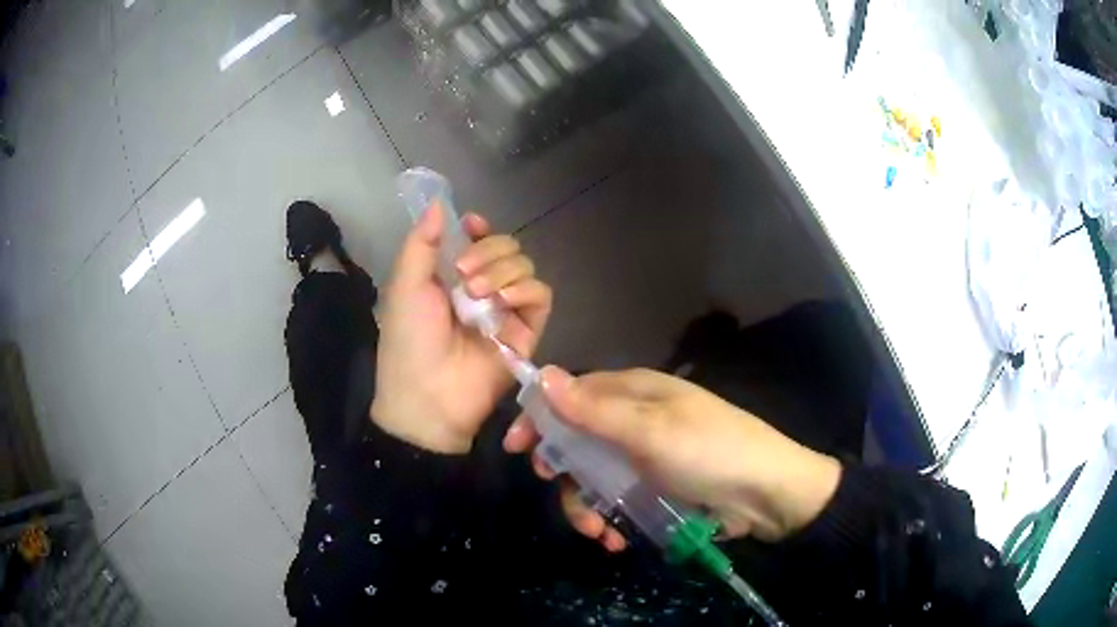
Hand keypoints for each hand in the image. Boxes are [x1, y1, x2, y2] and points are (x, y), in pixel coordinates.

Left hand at [372, 205, 551, 453]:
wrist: (428, 395)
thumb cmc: (409, 340)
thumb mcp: (405, 285)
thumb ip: (422, 243)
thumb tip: (437, 203)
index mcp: (451, 277)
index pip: (478, 240)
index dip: (479, 229)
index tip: (471, 226)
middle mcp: (482, 289)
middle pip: (506, 247)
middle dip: (488, 251)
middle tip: (463, 275)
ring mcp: (506, 310)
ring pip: (524, 266)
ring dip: (502, 271)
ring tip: (475, 296)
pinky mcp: (527, 331)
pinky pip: (540, 294)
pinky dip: (524, 290)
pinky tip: (502, 301)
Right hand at [504, 367, 841, 549]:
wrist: (767, 494)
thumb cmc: (710, 452)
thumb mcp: (651, 431)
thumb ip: (595, 410)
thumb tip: (544, 375)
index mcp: (635, 392)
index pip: (573, 394)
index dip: (541, 417)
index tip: (516, 447)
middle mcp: (636, 419)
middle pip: (578, 438)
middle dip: (562, 468)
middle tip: (555, 487)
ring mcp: (646, 455)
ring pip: (594, 474)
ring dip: (585, 504)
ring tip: (596, 532)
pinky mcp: (656, 486)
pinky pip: (618, 498)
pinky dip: (609, 518)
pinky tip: (615, 538)